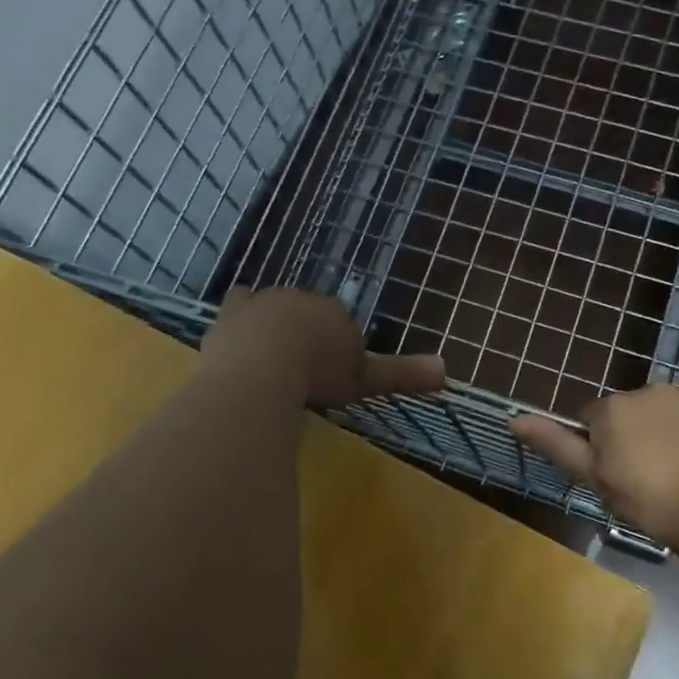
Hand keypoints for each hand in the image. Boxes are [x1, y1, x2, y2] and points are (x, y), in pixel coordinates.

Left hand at [199, 288, 444, 408]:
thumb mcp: (365, 379)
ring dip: (275, 323)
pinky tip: (237, 329)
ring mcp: (264, 303)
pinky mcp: (231, 314)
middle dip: (307, 332)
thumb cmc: (320, 373)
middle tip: (304, 367)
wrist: (264, 366)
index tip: (333, 373)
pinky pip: (239, 305)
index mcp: (335, 312)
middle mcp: (301, 299)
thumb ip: (402, 374)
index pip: (341, 323)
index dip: (337, 346)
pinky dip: (241, 315)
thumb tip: (447, 369)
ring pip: (275, 306)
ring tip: (272, 353)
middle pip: (308, 313)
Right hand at [509, 383, 678, 555]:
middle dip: (631, 437)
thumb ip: (556, 444)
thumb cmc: (649, 500)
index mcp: (612, 407)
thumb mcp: (594, 478)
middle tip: (645, 479)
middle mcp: (646, 389)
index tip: (615, 478)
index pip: (591, 421)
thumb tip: (514, 418)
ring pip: (662, 412)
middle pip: (628, 413)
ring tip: (677, 474)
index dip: (599, 450)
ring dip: (662, 432)